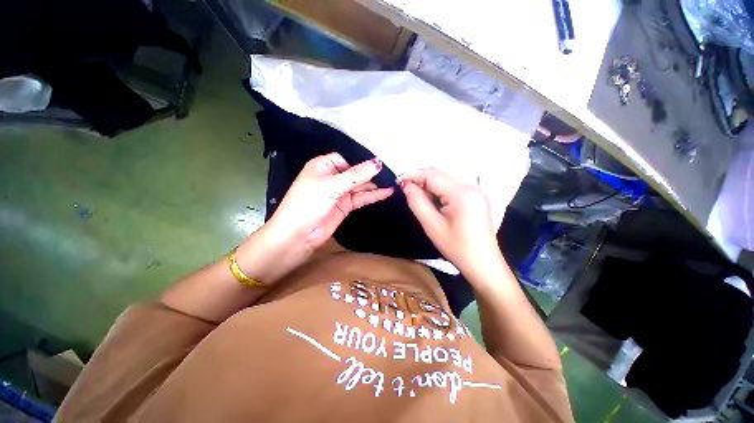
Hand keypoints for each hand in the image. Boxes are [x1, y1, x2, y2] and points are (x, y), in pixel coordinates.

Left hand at [237, 153, 392, 282]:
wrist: (298, 235)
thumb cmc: (309, 203)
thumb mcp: (332, 186)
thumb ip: (357, 175)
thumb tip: (378, 163)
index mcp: (322, 166)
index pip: (345, 159)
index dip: (360, 161)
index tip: (378, 163)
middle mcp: (331, 177)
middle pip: (354, 172)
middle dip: (370, 173)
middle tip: (391, 172)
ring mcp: (339, 193)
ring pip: (359, 186)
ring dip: (374, 185)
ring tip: (392, 182)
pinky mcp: (344, 206)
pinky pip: (360, 198)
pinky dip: (372, 195)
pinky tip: (386, 192)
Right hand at [399, 168, 500, 274]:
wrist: (483, 264)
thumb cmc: (456, 247)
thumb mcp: (432, 225)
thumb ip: (417, 202)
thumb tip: (406, 185)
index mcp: (462, 193)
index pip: (433, 175)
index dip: (413, 174)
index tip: (397, 180)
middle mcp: (472, 186)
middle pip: (440, 174)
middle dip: (420, 178)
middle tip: (405, 189)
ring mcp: (476, 191)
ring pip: (446, 180)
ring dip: (429, 184)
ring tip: (417, 196)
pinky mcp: (476, 197)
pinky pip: (453, 187)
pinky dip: (439, 190)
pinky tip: (432, 200)